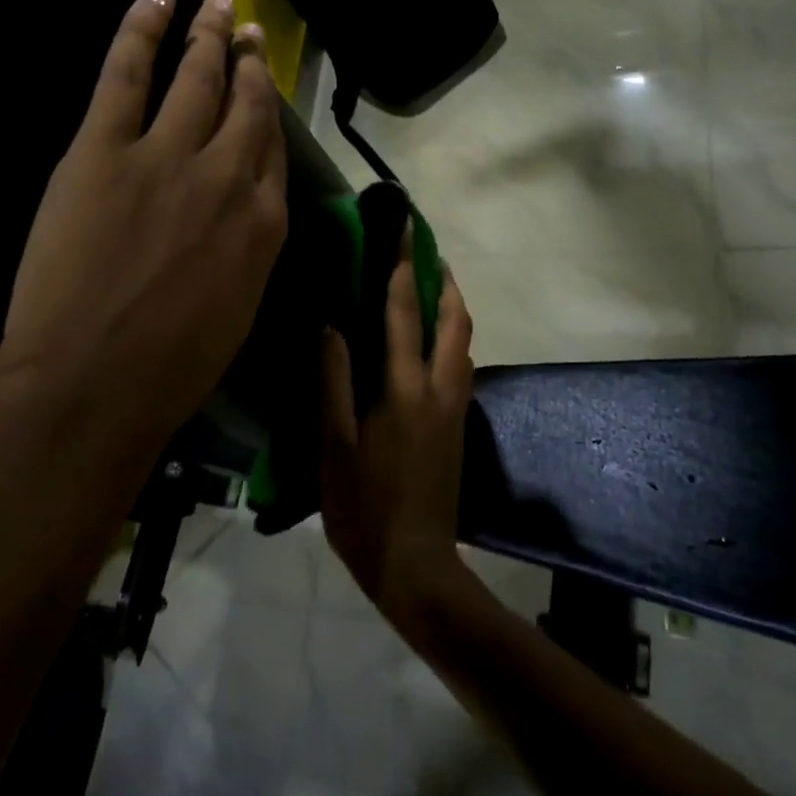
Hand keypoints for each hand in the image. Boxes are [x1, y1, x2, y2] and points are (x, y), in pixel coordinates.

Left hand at [0, 0, 287, 472]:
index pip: (273, 152)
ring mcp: (168, 156)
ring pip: (197, 78)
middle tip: (249, 34)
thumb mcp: (238, 309)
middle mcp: (230, 177)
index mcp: (264, 224)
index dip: (268, 116)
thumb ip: (247, 251)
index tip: (262, 92)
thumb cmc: (172, 367)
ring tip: (217, 8)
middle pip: (247, 105)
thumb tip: (241, 218)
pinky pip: (127, 73)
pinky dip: (142, 29)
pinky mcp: (106, 149)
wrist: (96, 383)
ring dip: (210, 37)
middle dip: (250, 64)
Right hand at [319, 235, 474, 623]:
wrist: (415, 565)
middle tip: (428, 252)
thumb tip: (331, 327)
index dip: (403, 267)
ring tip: (432, 287)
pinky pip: (461, 364)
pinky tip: (431, 342)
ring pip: (464, 342)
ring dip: (452, 307)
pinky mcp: (459, 426)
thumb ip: (333, 382)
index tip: (405, 230)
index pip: (405, 313)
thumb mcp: (333, 446)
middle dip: (445, 279)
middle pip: (454, 320)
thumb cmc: (363, 508)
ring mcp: (455, 408)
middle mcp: (440, 389)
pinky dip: (451, 337)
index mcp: (404, 390)